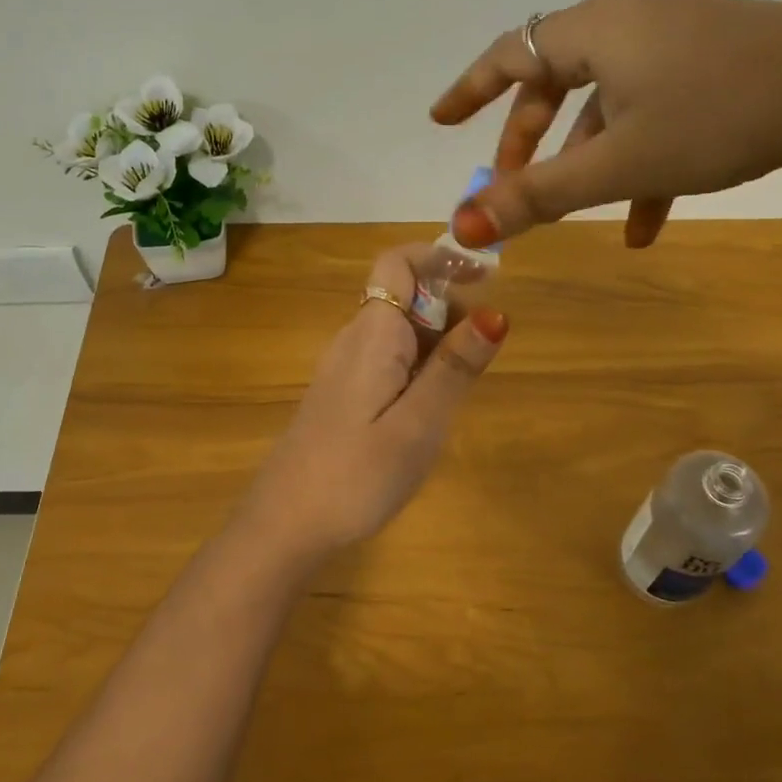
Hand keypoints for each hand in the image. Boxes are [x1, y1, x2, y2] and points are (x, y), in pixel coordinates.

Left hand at [235, 246, 507, 568]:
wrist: (286, 525)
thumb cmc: (357, 475)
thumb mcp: (420, 423)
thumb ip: (456, 367)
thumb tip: (496, 312)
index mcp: (372, 334)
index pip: (397, 263)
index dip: (440, 256)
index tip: (487, 276)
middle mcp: (353, 340)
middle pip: (404, 296)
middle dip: (449, 308)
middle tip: (480, 359)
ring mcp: (343, 368)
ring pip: (399, 331)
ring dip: (436, 342)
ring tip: (458, 393)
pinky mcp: (341, 395)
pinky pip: (387, 360)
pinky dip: (418, 367)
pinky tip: (428, 411)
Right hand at [431, 0, 781, 247]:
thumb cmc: (719, 117)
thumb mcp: (620, 163)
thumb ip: (538, 196)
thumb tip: (461, 226)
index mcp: (597, 29)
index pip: (510, 52)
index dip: (470, 90)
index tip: (441, 121)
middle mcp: (631, 20)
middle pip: (556, 80)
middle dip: (531, 140)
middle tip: (514, 187)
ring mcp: (676, 36)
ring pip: (608, 102)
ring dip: (588, 160)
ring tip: (585, 218)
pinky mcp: (714, 57)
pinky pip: (655, 107)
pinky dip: (639, 159)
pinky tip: (647, 224)